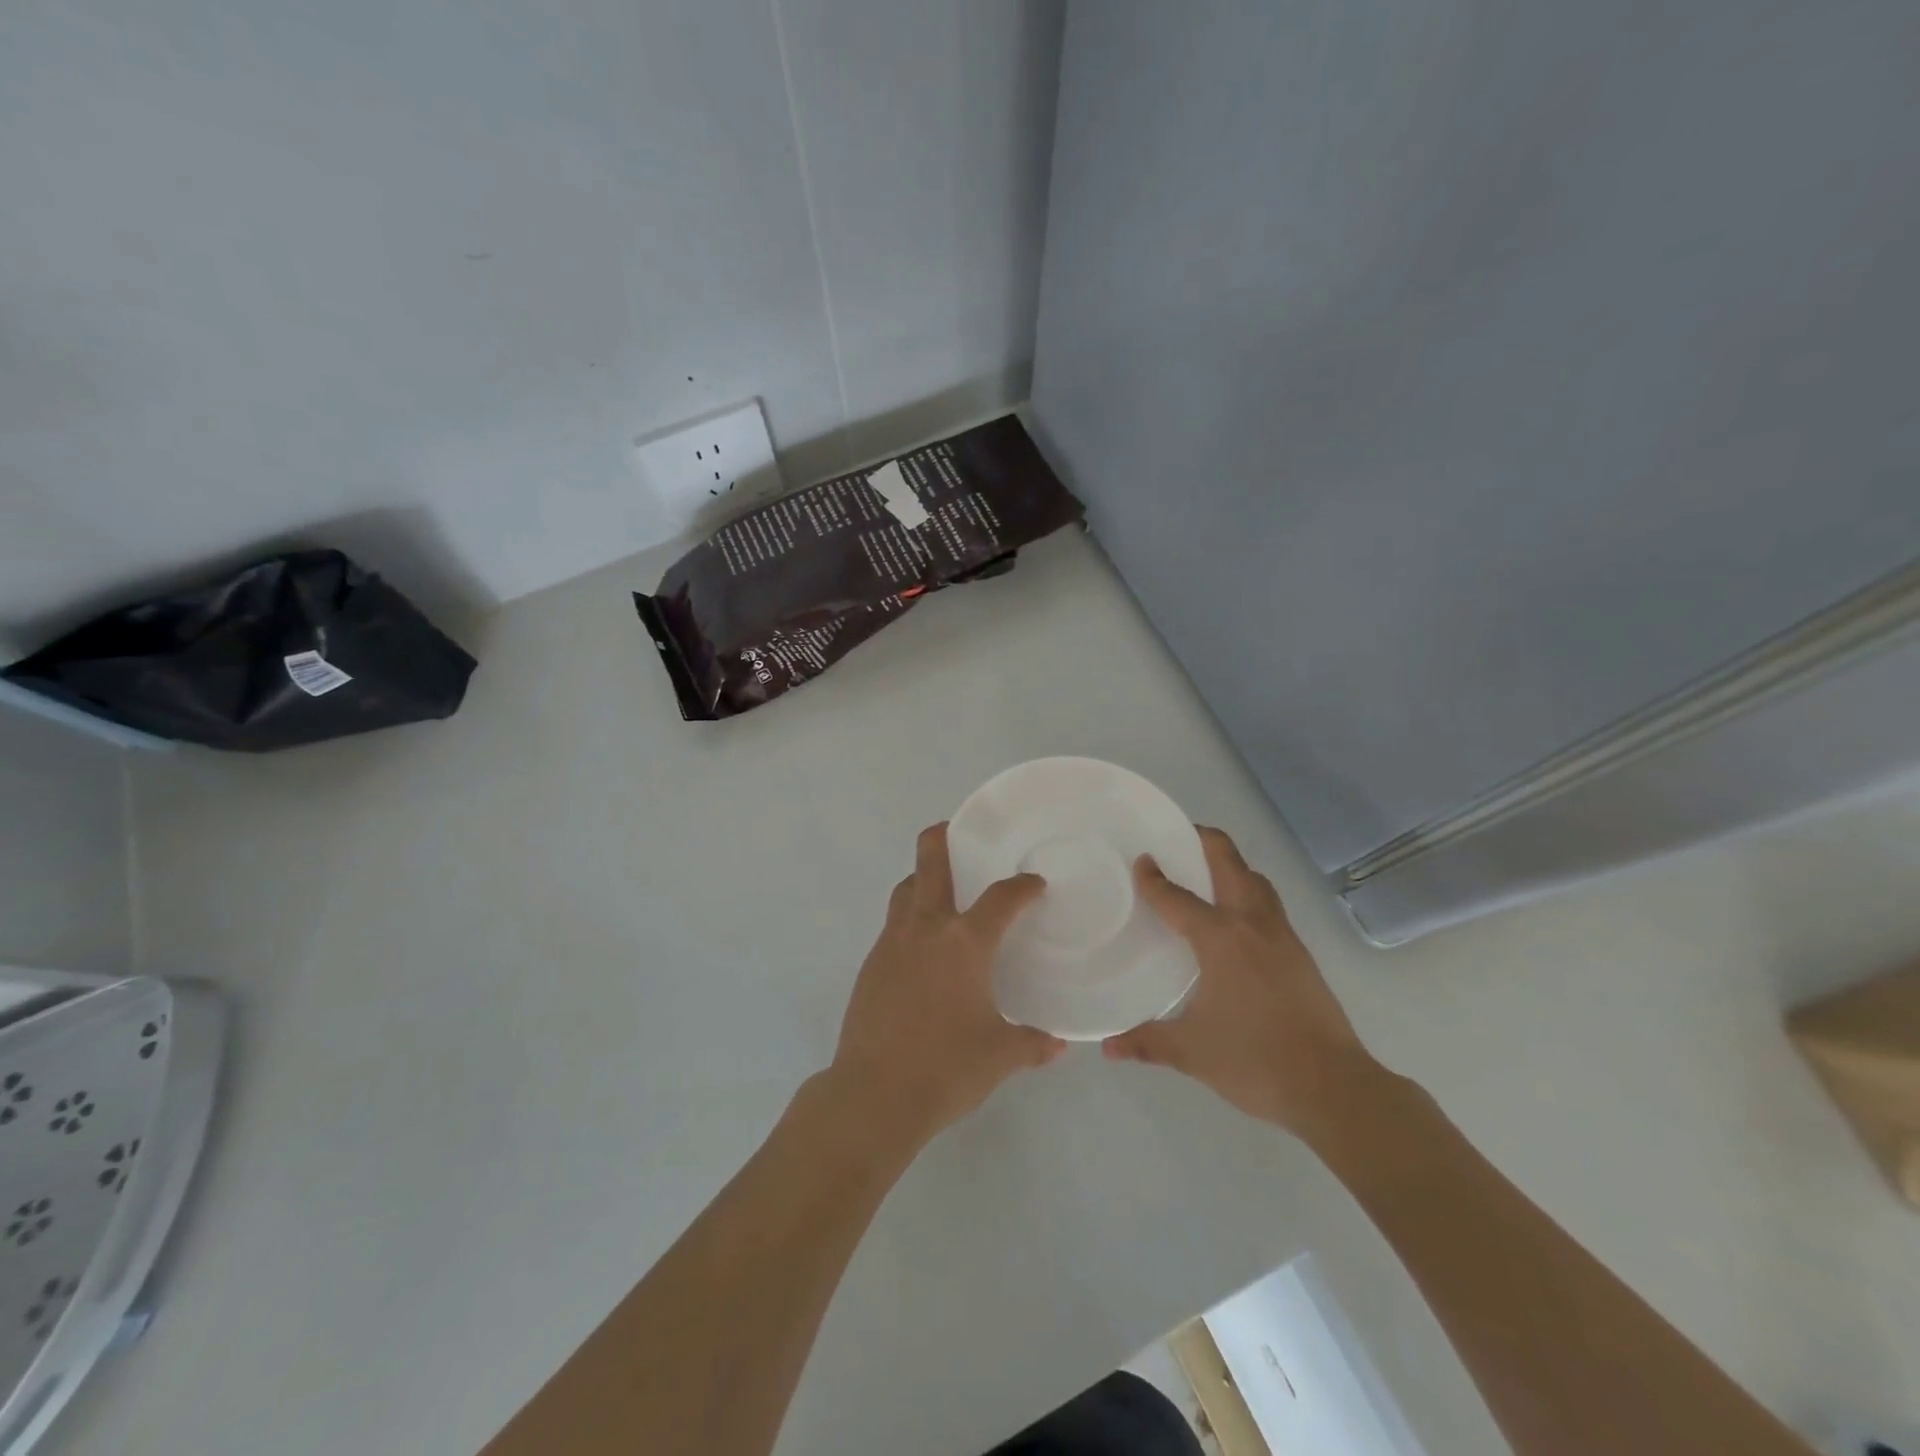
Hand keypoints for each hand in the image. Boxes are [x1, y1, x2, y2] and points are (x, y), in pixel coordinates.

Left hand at [830, 824, 1064, 1145]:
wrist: (873, 1094)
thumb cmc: (946, 1068)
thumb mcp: (1000, 1056)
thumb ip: (1032, 1044)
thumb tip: (1057, 1044)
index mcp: (964, 943)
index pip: (1001, 899)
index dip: (1021, 887)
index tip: (1033, 884)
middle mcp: (926, 929)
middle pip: (930, 863)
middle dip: (942, 838)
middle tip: (956, 832)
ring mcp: (891, 943)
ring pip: (905, 891)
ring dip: (921, 880)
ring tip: (941, 893)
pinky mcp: (870, 965)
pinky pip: (892, 926)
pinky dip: (909, 920)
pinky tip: (921, 949)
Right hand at [1102, 826, 1380, 1138]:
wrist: (1333, 1087)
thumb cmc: (1255, 1061)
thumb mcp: (1192, 1052)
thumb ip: (1147, 1041)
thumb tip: (1108, 1046)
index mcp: (1221, 939)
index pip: (1179, 898)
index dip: (1155, 878)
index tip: (1141, 860)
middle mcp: (1252, 925)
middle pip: (1230, 864)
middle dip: (1205, 842)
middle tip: (1180, 838)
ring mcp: (1283, 936)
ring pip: (1257, 882)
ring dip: (1232, 867)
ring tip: (1207, 873)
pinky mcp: (1300, 954)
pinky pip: (1269, 906)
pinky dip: (1249, 894)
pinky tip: (1236, 921)